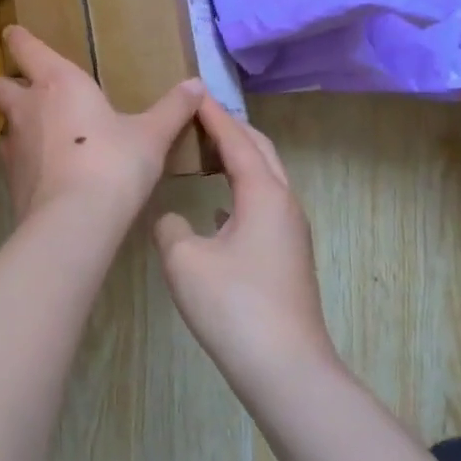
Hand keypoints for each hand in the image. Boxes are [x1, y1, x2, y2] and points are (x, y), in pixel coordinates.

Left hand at [0, 25, 204, 223]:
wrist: (75, 220)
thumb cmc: (115, 162)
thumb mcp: (151, 135)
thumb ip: (173, 109)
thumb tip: (197, 84)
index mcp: (58, 82)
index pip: (25, 48)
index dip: (17, 39)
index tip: (11, 32)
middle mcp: (28, 107)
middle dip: (5, 84)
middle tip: (21, 89)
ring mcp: (14, 145)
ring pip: (3, 124)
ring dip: (14, 124)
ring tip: (35, 132)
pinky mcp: (10, 180)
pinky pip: (11, 160)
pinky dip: (23, 160)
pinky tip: (42, 170)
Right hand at [155, 100, 336, 389]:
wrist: (285, 369)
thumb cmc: (233, 305)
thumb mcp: (184, 260)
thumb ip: (170, 227)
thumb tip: (173, 220)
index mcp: (263, 194)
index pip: (236, 140)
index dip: (213, 115)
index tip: (193, 91)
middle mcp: (284, 204)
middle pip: (261, 151)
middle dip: (232, 129)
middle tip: (199, 116)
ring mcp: (290, 233)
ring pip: (265, 179)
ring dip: (238, 159)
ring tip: (204, 153)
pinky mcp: (287, 257)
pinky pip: (262, 206)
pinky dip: (239, 191)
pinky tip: (216, 208)